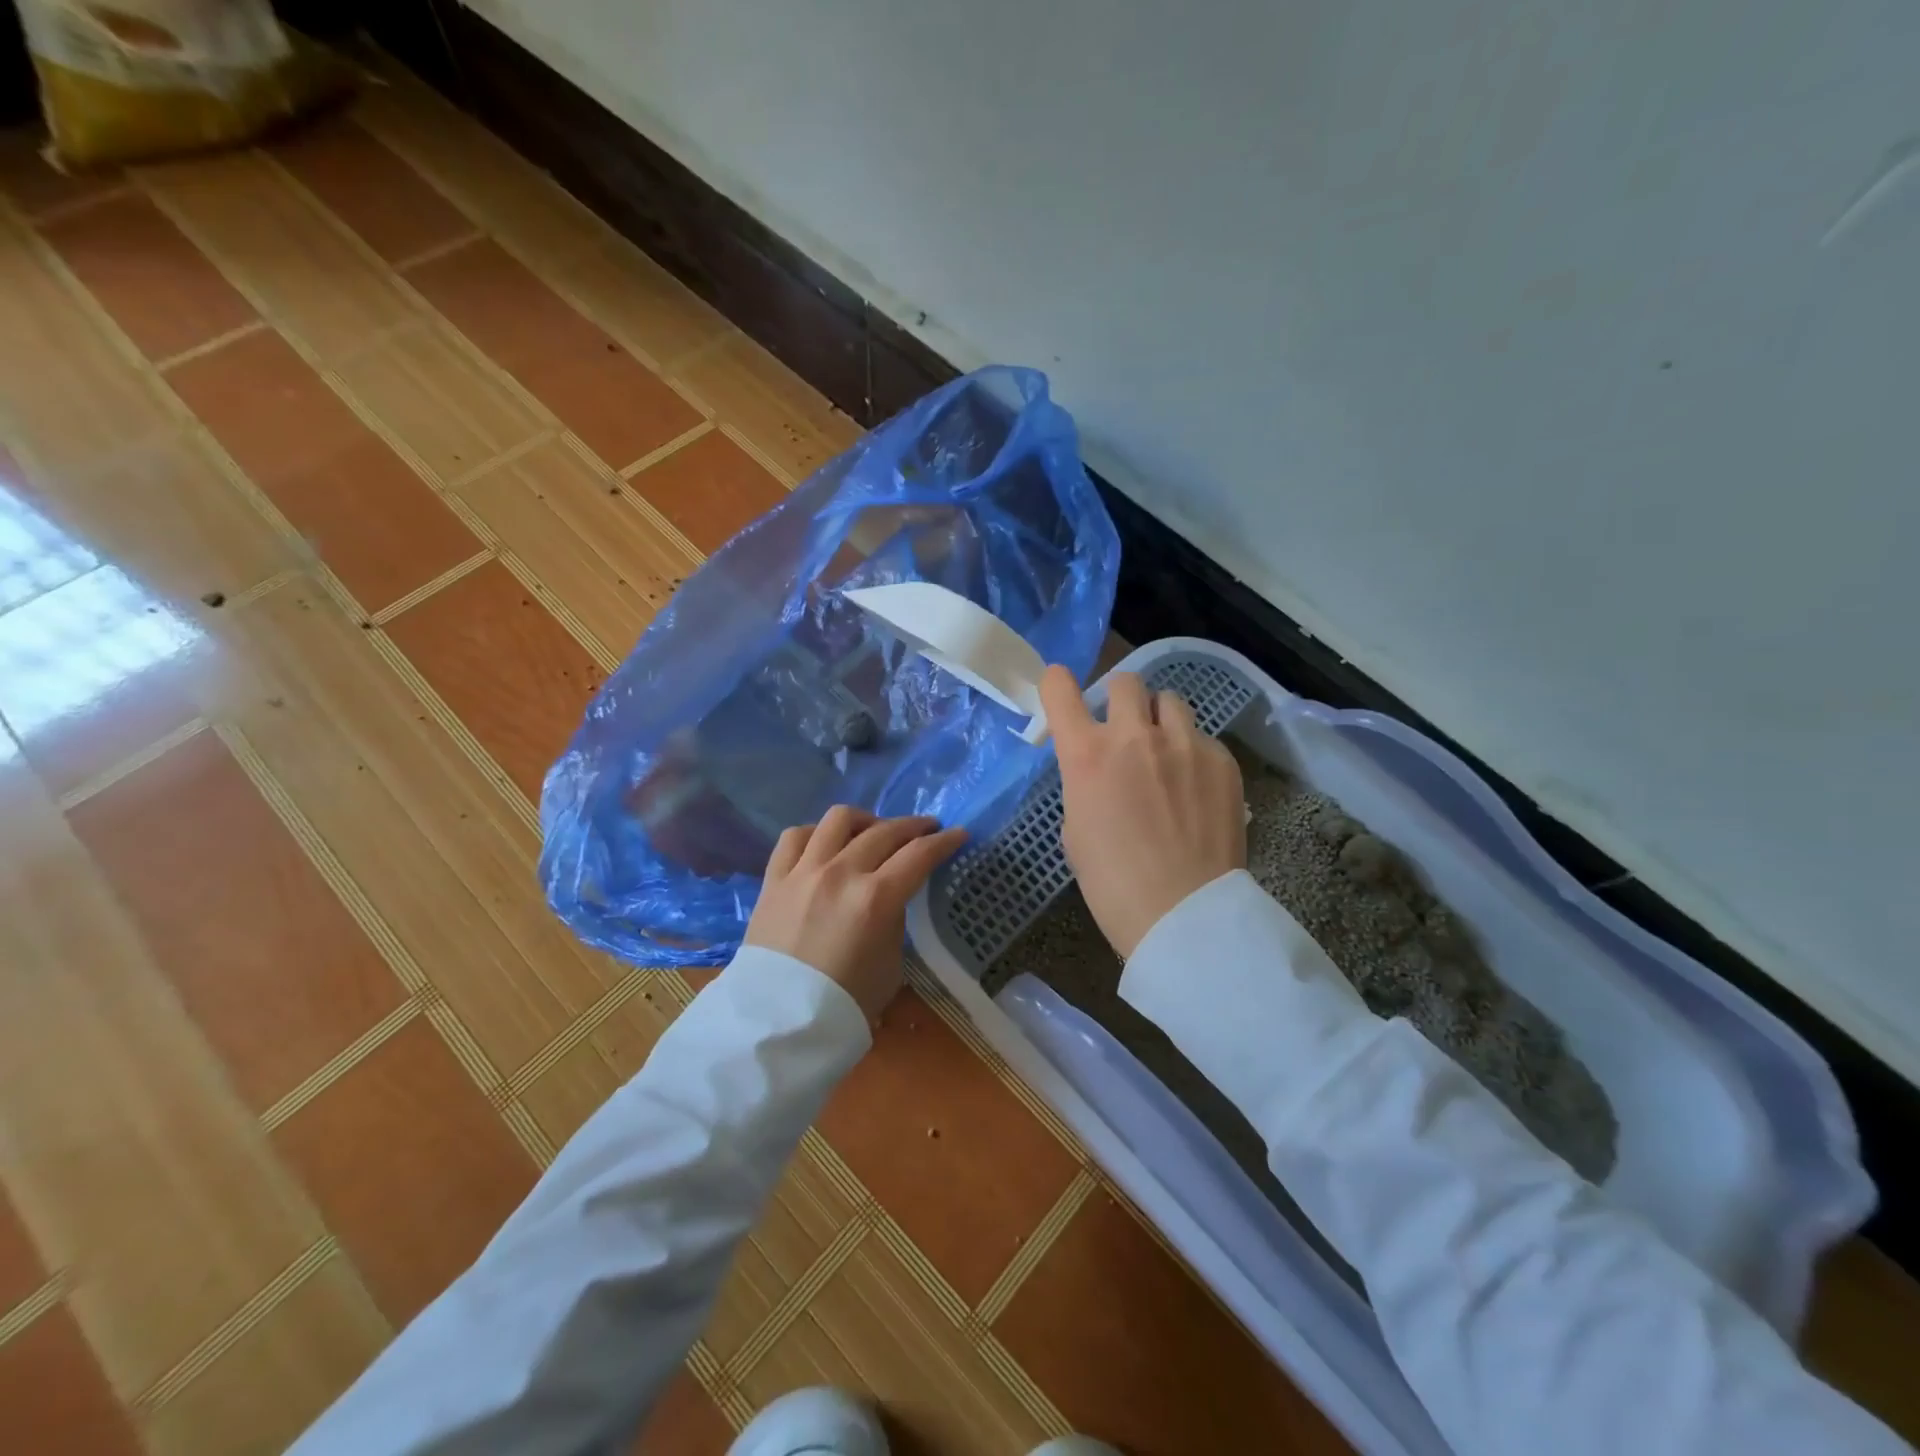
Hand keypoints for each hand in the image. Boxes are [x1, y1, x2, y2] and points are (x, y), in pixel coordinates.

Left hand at [744, 807, 967, 1020]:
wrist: (779, 1022)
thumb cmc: (845, 1003)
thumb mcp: (890, 965)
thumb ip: (893, 921)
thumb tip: (889, 898)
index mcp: (877, 899)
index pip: (920, 854)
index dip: (945, 841)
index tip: (958, 834)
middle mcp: (842, 874)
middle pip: (885, 831)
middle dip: (913, 826)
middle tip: (926, 830)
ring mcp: (804, 871)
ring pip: (839, 819)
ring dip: (865, 820)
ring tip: (874, 831)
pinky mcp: (774, 879)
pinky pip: (795, 837)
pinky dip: (816, 833)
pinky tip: (826, 844)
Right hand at [1040, 665, 1245, 959]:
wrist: (1182, 914)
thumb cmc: (1112, 883)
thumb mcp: (1076, 828)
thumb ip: (1084, 783)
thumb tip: (1100, 770)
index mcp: (1087, 755)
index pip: (1059, 689)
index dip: (1056, 684)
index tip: (1061, 691)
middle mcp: (1134, 736)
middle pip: (1125, 682)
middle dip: (1120, 700)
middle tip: (1125, 731)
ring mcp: (1184, 744)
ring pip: (1169, 701)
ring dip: (1160, 720)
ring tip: (1166, 754)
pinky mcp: (1222, 761)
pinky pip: (1202, 738)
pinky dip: (1193, 754)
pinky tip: (1196, 790)